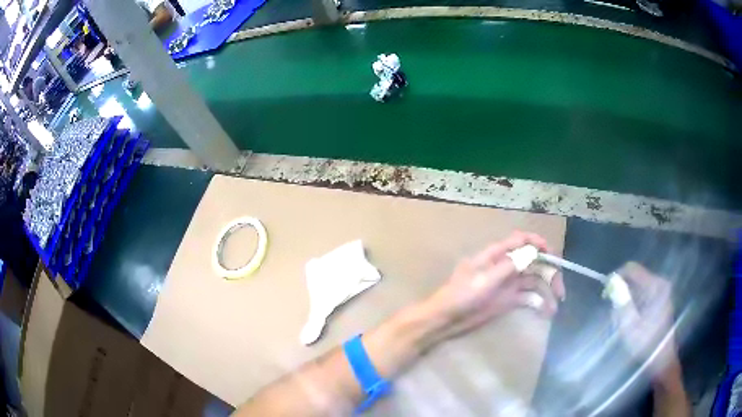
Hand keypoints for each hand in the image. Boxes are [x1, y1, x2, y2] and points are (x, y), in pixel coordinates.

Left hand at [423, 231, 564, 339]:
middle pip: (533, 263)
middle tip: (561, 290)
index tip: (552, 254)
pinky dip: (538, 302)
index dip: (537, 243)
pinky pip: (528, 297)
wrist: (446, 320)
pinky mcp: (508, 300)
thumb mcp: (484, 280)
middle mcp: (505, 266)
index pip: (520, 241)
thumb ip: (508, 266)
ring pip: (533, 281)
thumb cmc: (461, 296)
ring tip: (555, 306)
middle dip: (549, 273)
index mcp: (496, 256)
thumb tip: (531, 252)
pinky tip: (546, 312)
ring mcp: (508, 284)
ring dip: (546, 291)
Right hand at [613, 262, 677, 378]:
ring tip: (623, 324)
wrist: (661, 359)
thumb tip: (612, 283)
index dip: (616, 277)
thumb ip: (622, 303)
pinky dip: (633, 306)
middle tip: (615, 316)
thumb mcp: (630, 327)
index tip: (605, 293)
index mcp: (655, 286)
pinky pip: (641, 295)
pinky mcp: (660, 299)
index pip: (632, 269)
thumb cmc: (646, 344)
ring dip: (626, 303)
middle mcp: (659, 283)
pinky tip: (631, 323)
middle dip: (621, 295)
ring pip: (636, 288)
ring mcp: (661, 291)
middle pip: (634, 279)